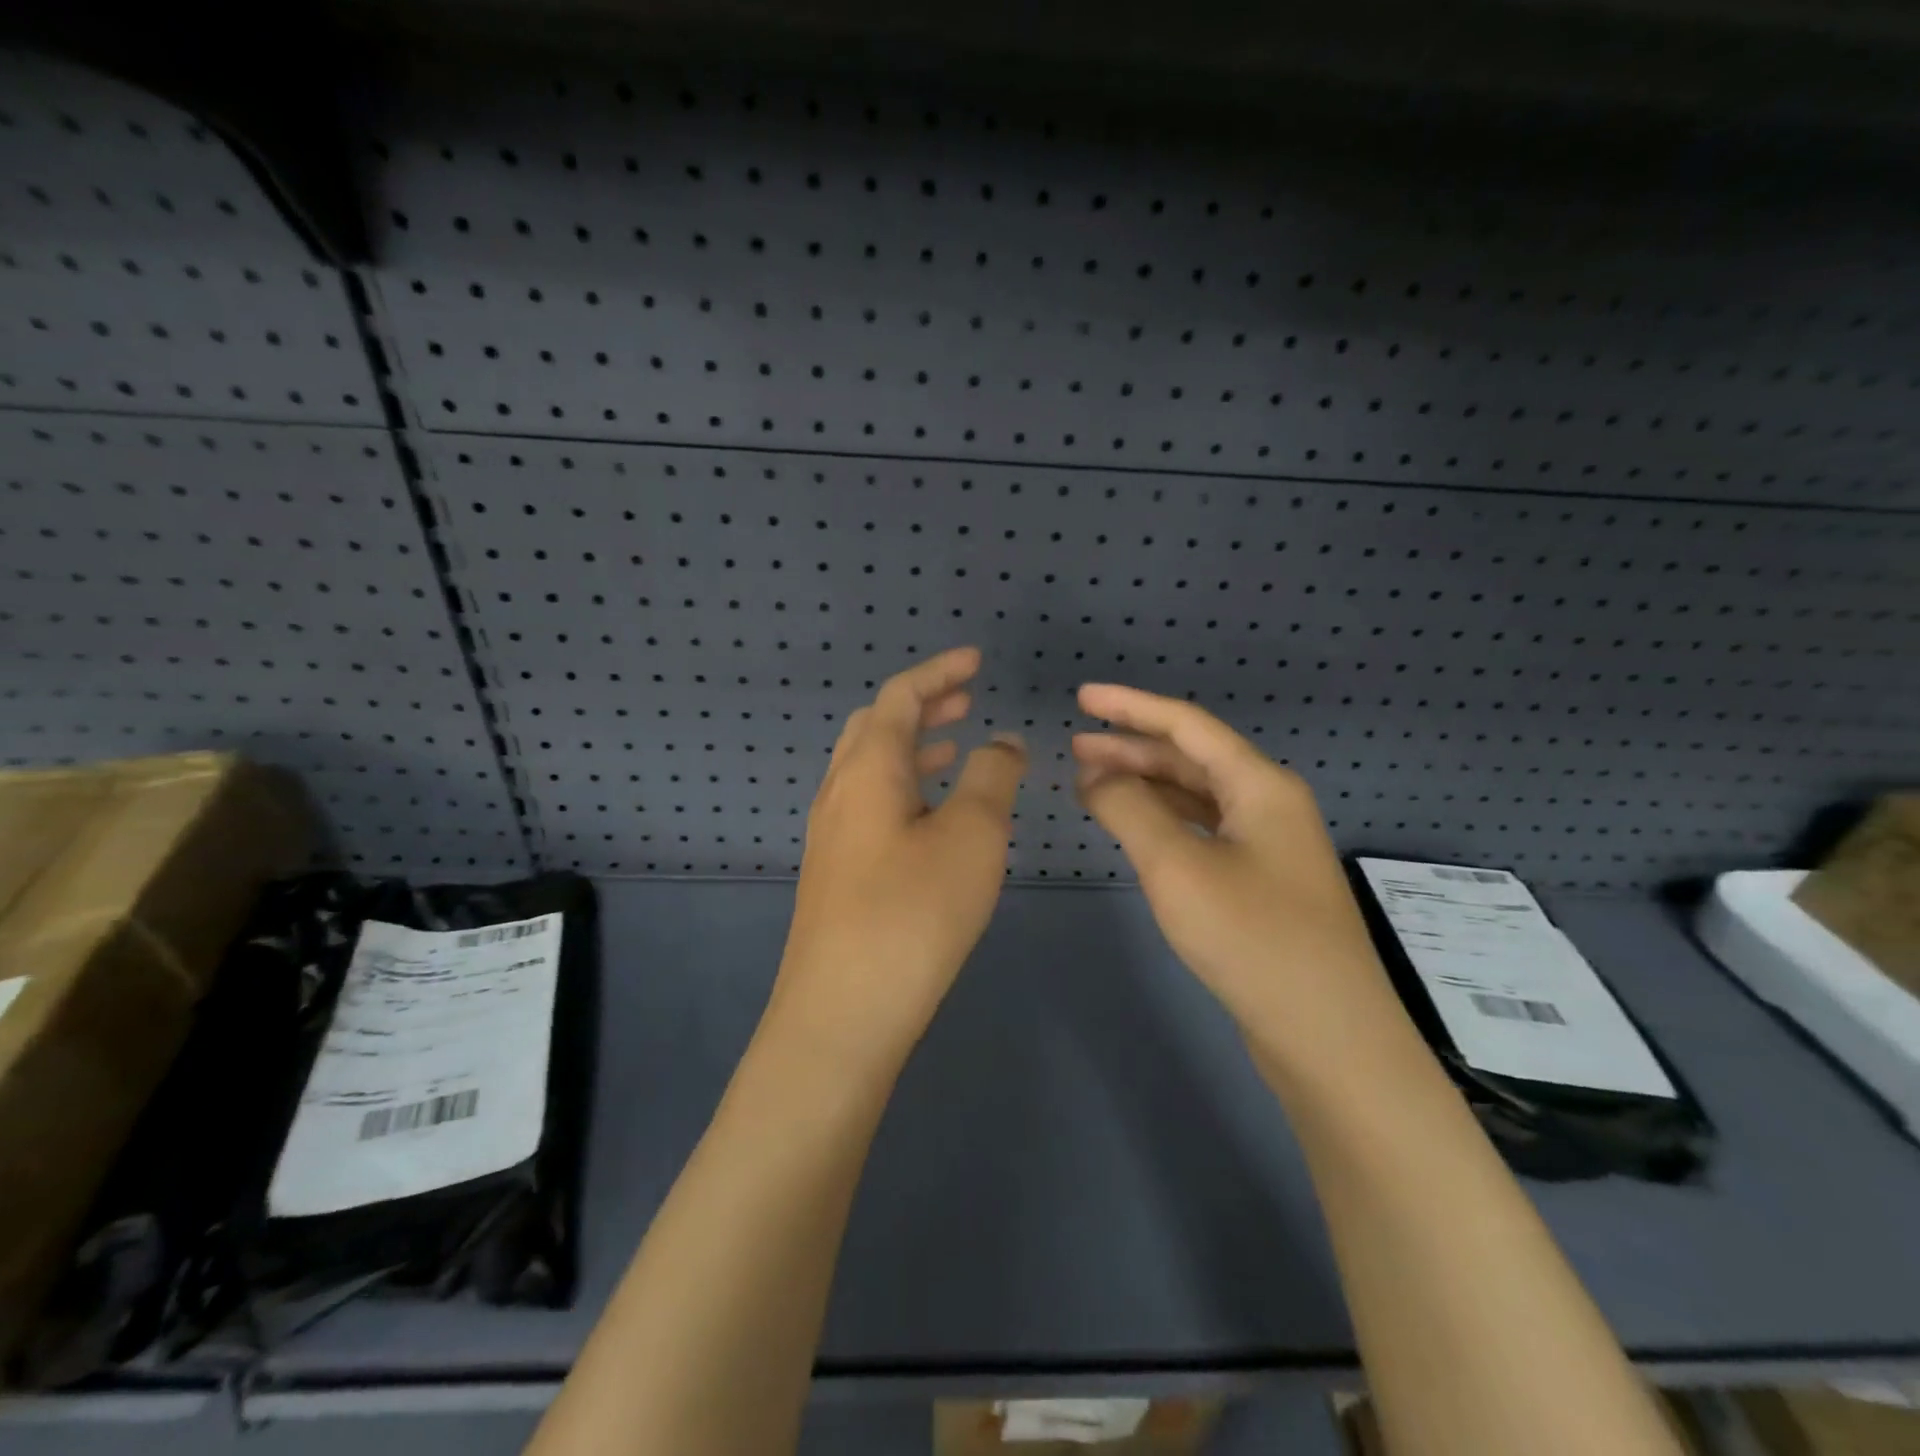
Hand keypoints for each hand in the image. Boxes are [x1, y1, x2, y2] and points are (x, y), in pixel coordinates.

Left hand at [768, 647, 1026, 1067]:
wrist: (842, 1013)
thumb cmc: (913, 914)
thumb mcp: (971, 836)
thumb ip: (991, 777)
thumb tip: (1001, 742)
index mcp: (867, 769)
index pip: (900, 697)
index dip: (939, 672)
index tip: (976, 660)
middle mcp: (840, 792)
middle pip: (877, 727)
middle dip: (923, 706)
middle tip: (967, 699)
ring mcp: (832, 835)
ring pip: (871, 768)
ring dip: (913, 747)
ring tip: (956, 747)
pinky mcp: (836, 872)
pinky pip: (870, 805)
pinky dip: (905, 787)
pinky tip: (932, 816)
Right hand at [1073, 683, 1399, 1069]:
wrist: (1327, 1036)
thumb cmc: (1252, 939)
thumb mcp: (1177, 867)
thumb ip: (1130, 809)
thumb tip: (1095, 776)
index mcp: (1260, 786)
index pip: (1187, 726)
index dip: (1130, 707)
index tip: (1082, 698)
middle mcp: (1269, 805)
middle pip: (1191, 758)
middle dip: (1131, 748)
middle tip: (1076, 748)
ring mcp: (1268, 846)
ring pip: (1196, 797)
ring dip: (1145, 785)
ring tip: (1092, 785)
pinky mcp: (1260, 882)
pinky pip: (1202, 831)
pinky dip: (1163, 822)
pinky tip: (1135, 828)